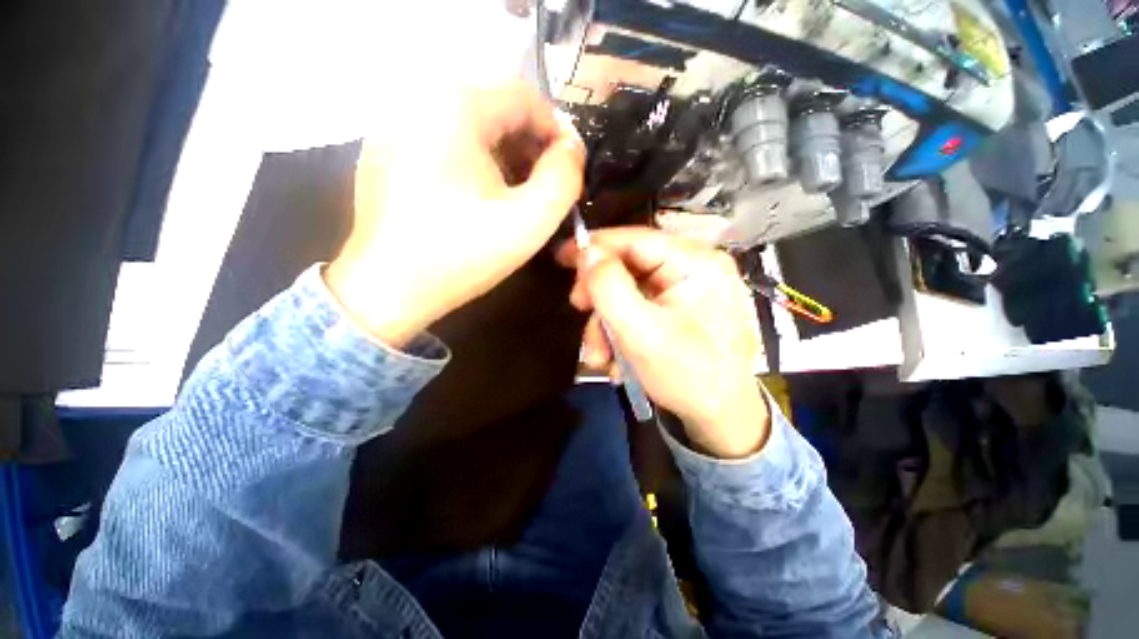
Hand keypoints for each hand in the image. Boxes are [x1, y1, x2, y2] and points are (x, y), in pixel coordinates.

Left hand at [326, 82, 584, 345]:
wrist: (387, 291)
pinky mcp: (387, 153)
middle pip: (496, 110)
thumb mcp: (530, 221)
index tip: (570, 171)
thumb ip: (564, 179)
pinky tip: (482, 199)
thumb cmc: (462, 256)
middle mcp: (418, 101)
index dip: (558, 132)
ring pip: (471, 128)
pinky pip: (445, 144)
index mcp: (454, 106)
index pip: (525, 97)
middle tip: (546, 190)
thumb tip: (570, 150)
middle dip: (531, 148)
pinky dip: (475, 164)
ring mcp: (396, 127)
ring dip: (505, 158)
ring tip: (519, 197)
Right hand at [557, 228, 769, 458]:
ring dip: (607, 322)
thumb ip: (609, 288)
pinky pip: (639, 308)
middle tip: (579, 312)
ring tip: (601, 357)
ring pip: (629, 290)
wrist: (722, 417)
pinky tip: (618, 358)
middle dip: (600, 296)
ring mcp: (686, 289)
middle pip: (629, 265)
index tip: (561, 258)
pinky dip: (622, 330)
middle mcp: (693, 267)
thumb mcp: (641, 332)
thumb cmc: (688, 375)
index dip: (594, 246)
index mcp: (695, 262)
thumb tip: (586, 253)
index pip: (634, 239)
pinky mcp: (679, 309)